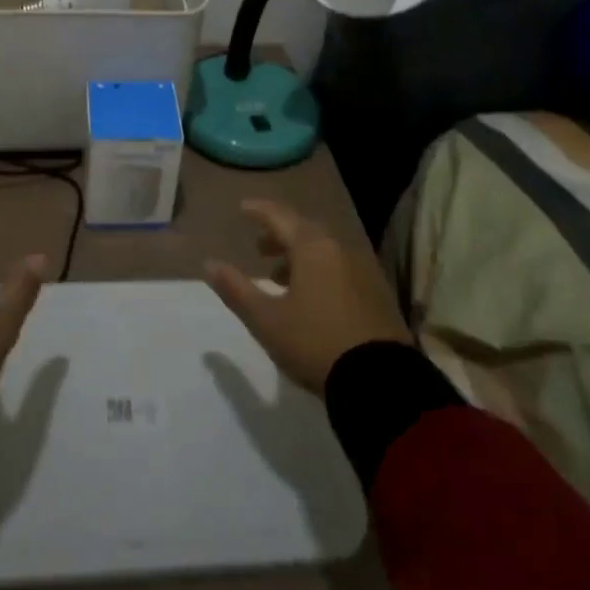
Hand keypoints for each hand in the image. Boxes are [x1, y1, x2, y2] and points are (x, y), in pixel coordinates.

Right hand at [204, 198, 412, 394]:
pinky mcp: (377, 292)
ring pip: (324, 250)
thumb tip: (209, 264)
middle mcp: (339, 248)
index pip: (280, 216)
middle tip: (259, 248)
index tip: (242, 208)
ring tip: (279, 277)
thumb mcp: (266, 320)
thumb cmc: (315, 342)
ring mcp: (363, 269)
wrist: (380, 381)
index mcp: (312, 247)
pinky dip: (320, 270)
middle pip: (305, 230)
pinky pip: (340, 267)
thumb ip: (236, 289)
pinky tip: (311, 296)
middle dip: (279, 235)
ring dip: (300, 255)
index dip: (259, 210)